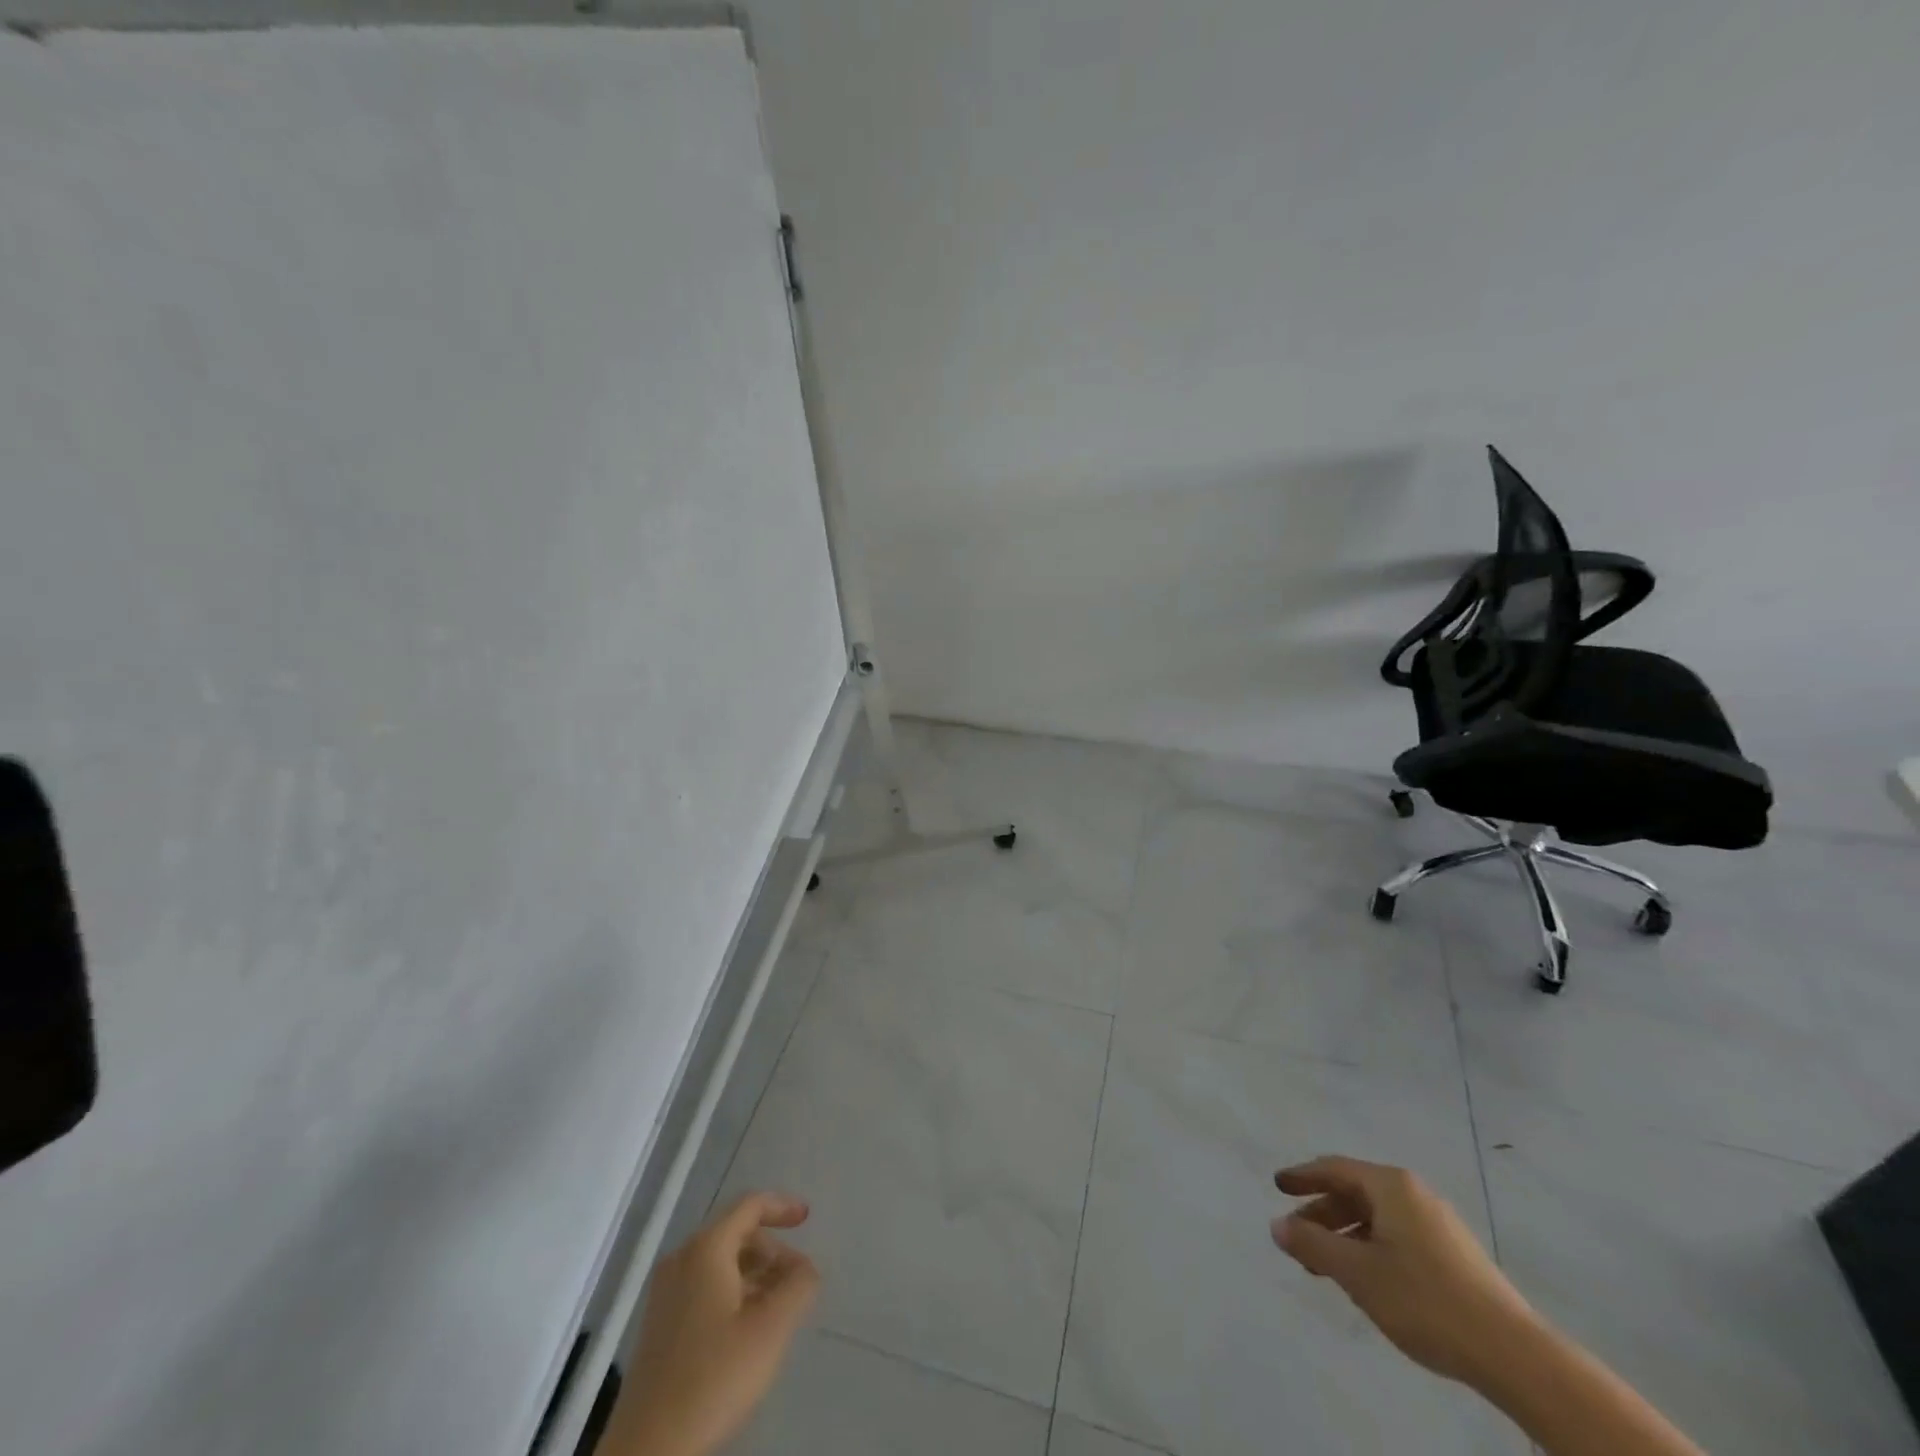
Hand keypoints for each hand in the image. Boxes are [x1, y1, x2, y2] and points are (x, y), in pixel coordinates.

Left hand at [608, 1192, 818, 1455]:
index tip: (808, 1219)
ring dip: (755, 1275)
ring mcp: (665, 1293)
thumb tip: (805, 1268)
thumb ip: (798, 1286)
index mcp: (705, 1249)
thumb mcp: (771, 1329)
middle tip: (798, 1280)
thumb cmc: (713, 1377)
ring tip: (779, 1308)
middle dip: (772, 1251)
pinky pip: (704, 1288)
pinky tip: (748, 1329)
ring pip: (720, 1264)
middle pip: (735, 1234)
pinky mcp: (659, 1325)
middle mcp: (681, 1260)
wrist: (648, 1449)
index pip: (749, 1206)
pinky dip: (733, 1292)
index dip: (782, 1206)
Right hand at [1271, 1155, 1537, 1386]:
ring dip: (1345, 1235)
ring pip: (1377, 1217)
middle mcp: (1414, 1193)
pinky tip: (1367, 1279)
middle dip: (1323, 1212)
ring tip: (1326, 1265)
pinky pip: (1397, 1235)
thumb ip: (1313, 1245)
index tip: (1277, 1185)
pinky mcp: (1454, 1254)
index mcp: (1390, 1186)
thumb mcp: (1357, 1273)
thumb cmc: (1425, 1301)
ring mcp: (1438, 1223)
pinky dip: (1371, 1247)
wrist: (1515, 1355)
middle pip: (1355, 1191)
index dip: (1302, 1176)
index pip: (1334, 1168)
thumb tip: (1277, 1225)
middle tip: (1297, 1235)